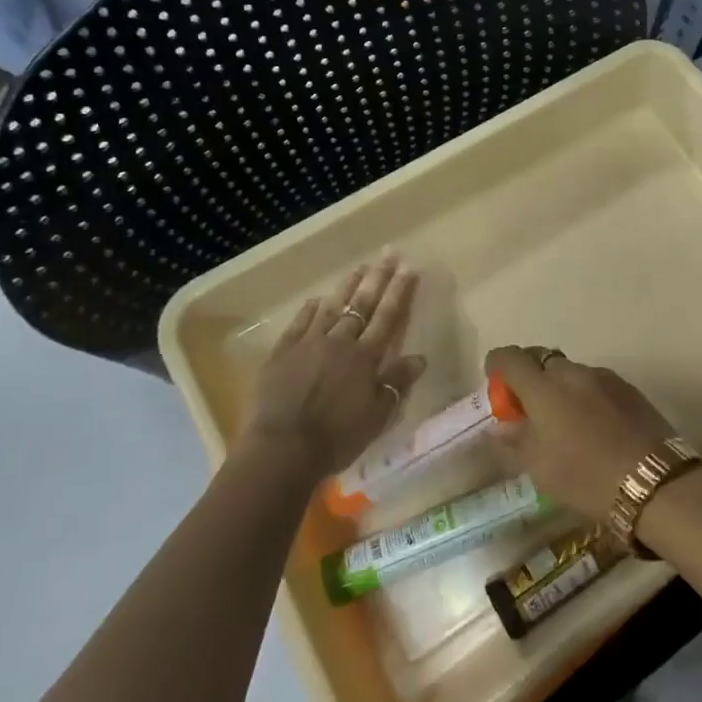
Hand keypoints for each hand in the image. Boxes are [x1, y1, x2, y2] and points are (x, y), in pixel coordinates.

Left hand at [245, 257, 424, 477]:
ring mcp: (309, 343)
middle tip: (388, 253)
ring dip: (347, 286)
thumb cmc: (336, 437)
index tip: (409, 268)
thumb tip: (419, 357)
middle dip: (378, 277)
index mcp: (365, 357)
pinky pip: (299, 323)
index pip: (388, 316)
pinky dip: (310, 309)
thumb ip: (396, 383)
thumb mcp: (377, 416)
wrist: (282, 449)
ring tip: (359, 267)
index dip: (399, 291)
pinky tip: (317, 299)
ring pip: (331, 307)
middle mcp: (340, 342)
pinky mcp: (282, 352)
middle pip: (362, 303)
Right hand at [486, 345, 674, 520]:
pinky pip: (596, 384)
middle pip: (543, 361)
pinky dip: (586, 396)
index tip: (495, 381)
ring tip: (566, 423)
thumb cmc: (586, 477)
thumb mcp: (541, 468)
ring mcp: (605, 377)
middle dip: (531, 378)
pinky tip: (595, 427)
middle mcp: (573, 372)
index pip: (511, 358)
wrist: (655, 483)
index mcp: (544, 388)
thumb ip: (516, 441)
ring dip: (561, 388)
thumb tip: (501, 426)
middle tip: (530, 409)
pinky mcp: (629, 389)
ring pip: (572, 372)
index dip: (497, 364)